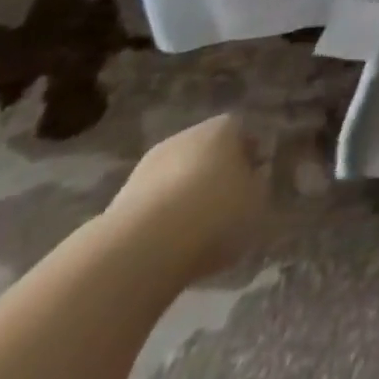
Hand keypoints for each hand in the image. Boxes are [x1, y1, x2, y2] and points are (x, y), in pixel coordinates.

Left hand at [103, 115, 268, 282]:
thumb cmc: (215, 215)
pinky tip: (168, 246)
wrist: (142, 249)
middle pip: (206, 152)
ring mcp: (148, 167)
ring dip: (185, 198)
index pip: (240, 132)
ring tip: (195, 233)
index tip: (253, 181)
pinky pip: (153, 205)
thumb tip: (252, 180)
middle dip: (215, 175)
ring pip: (177, 177)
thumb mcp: (256, 203)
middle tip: (225, 206)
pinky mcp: (120, 201)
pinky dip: (162, 220)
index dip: (248, 156)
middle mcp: (185, 137)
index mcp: (223, 128)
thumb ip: (257, 187)